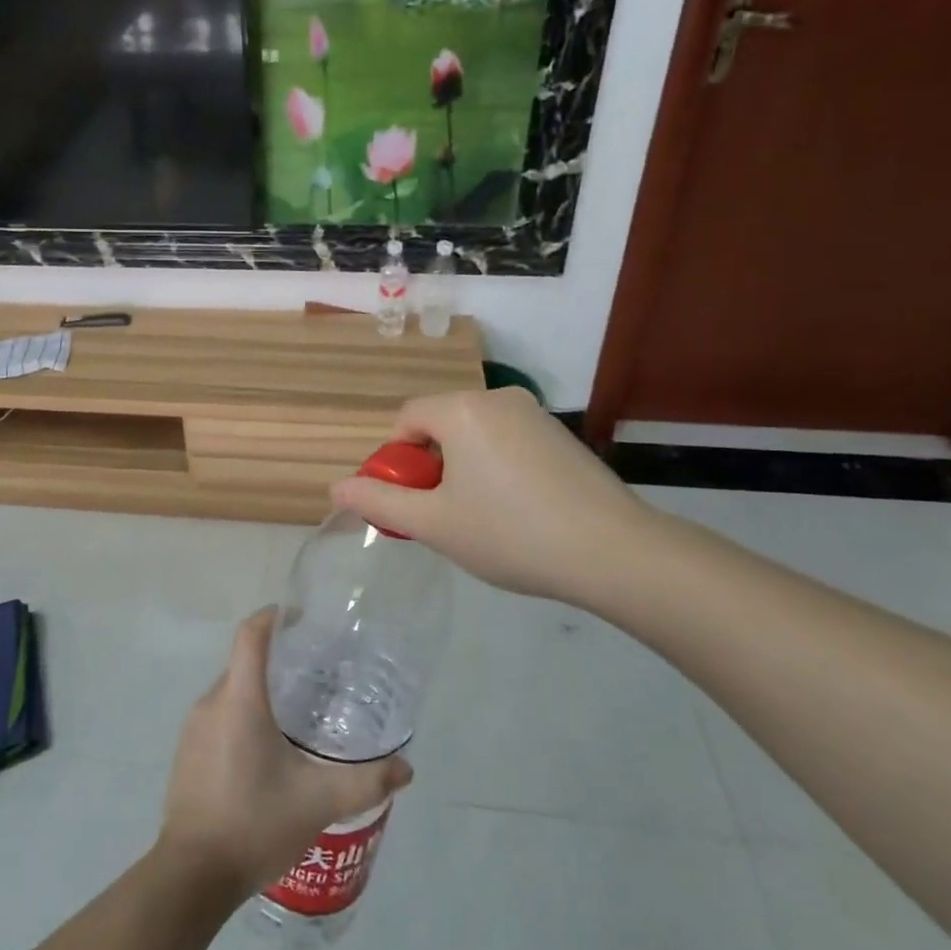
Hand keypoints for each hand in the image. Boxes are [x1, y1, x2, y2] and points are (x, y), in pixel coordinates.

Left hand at [159, 609, 411, 894]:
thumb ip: (366, 782)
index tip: (301, 620)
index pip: (250, 634)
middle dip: (277, 662)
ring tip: (297, 718)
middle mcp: (211, 702)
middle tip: (315, 679)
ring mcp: (193, 728)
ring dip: (260, 694)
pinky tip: (267, 754)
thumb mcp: (318, 802)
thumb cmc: (254, 823)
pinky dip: (243, 719)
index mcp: (240, 699)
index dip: (274, 617)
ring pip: (231, 692)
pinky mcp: (186, 753)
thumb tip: (406, 768)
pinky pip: (218, 718)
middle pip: (244, 663)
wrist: (192, 876)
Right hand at [329, 387, 660, 608]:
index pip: (405, 419)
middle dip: (430, 466)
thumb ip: (379, 503)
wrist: (614, 552)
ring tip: (481, 518)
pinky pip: (507, 442)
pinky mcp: (561, 435)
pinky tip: (517, 511)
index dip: (395, 460)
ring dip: (462, 468)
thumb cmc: (510, 533)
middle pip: (440, 424)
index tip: (410, 502)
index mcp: (461, 409)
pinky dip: (496, 468)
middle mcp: (497, 397)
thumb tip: (336, 488)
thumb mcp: (433, 524)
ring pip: (474, 434)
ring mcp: (535, 414)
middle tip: (443, 515)